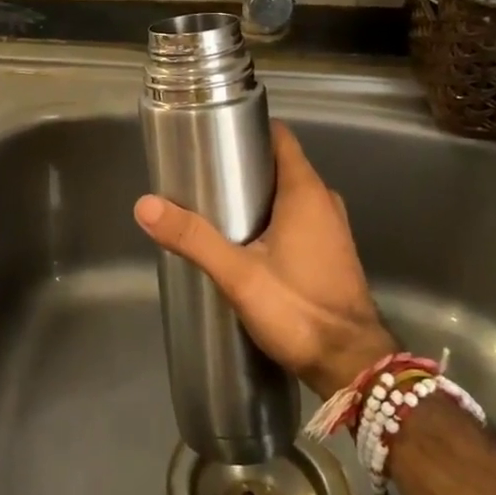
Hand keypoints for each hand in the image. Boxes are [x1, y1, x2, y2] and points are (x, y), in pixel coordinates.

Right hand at [134, 122, 395, 397]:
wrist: (351, 366)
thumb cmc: (298, 310)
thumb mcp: (238, 274)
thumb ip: (194, 238)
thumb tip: (145, 205)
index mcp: (306, 192)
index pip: (280, 137)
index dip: (249, 128)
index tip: (214, 133)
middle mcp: (324, 201)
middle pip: (281, 164)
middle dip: (244, 164)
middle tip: (203, 173)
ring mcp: (332, 228)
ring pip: (289, 193)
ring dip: (258, 193)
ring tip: (217, 205)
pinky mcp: (331, 252)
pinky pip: (299, 217)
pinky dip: (274, 216)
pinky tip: (246, 239)